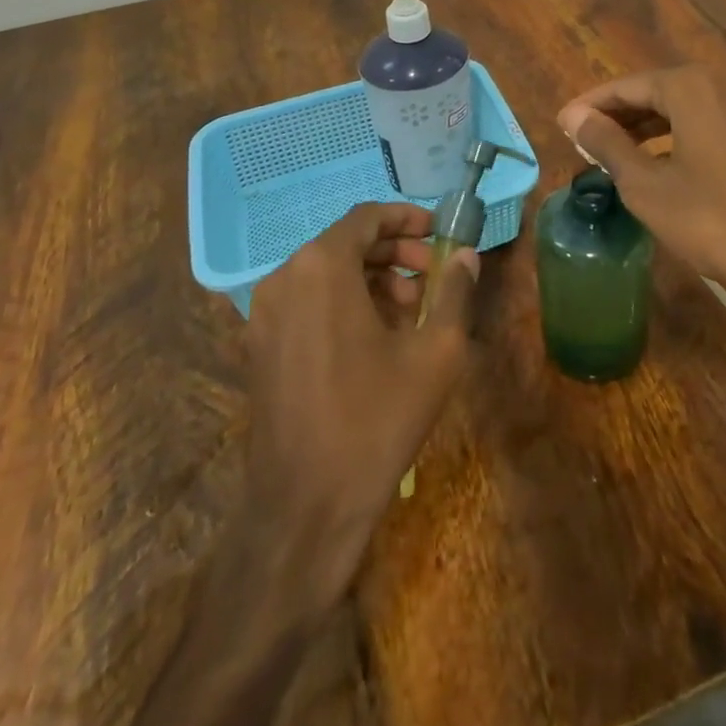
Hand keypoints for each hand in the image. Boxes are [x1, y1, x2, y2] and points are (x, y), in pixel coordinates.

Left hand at [242, 203, 477, 619]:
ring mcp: (264, 314)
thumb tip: (466, 256)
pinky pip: (307, 302)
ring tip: (410, 309)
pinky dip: (343, 302)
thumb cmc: (376, 419)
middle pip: (345, 243)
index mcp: (322, 268)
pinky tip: (376, 337)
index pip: (365, 217)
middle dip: (393, 251)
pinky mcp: (259, 346)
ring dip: (371, 278)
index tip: (438, 231)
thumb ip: (454, 292)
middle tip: (432, 273)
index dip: (406, 218)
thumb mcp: (435, 352)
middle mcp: (284, 278)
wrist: (305, 508)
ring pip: (326, 273)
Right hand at [559, 66, 725, 327]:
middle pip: (653, 92)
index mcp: (689, 88)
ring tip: (611, 151)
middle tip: (582, 139)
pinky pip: (702, 124)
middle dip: (616, 115)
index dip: (591, 105)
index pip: (625, 86)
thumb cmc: (712, 219)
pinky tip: (655, 164)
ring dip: (643, 127)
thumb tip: (573, 116)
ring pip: (679, 108)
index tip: (562, 123)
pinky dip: (672, 137)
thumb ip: (607, 144)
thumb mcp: (646, 185)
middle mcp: (719, 86)